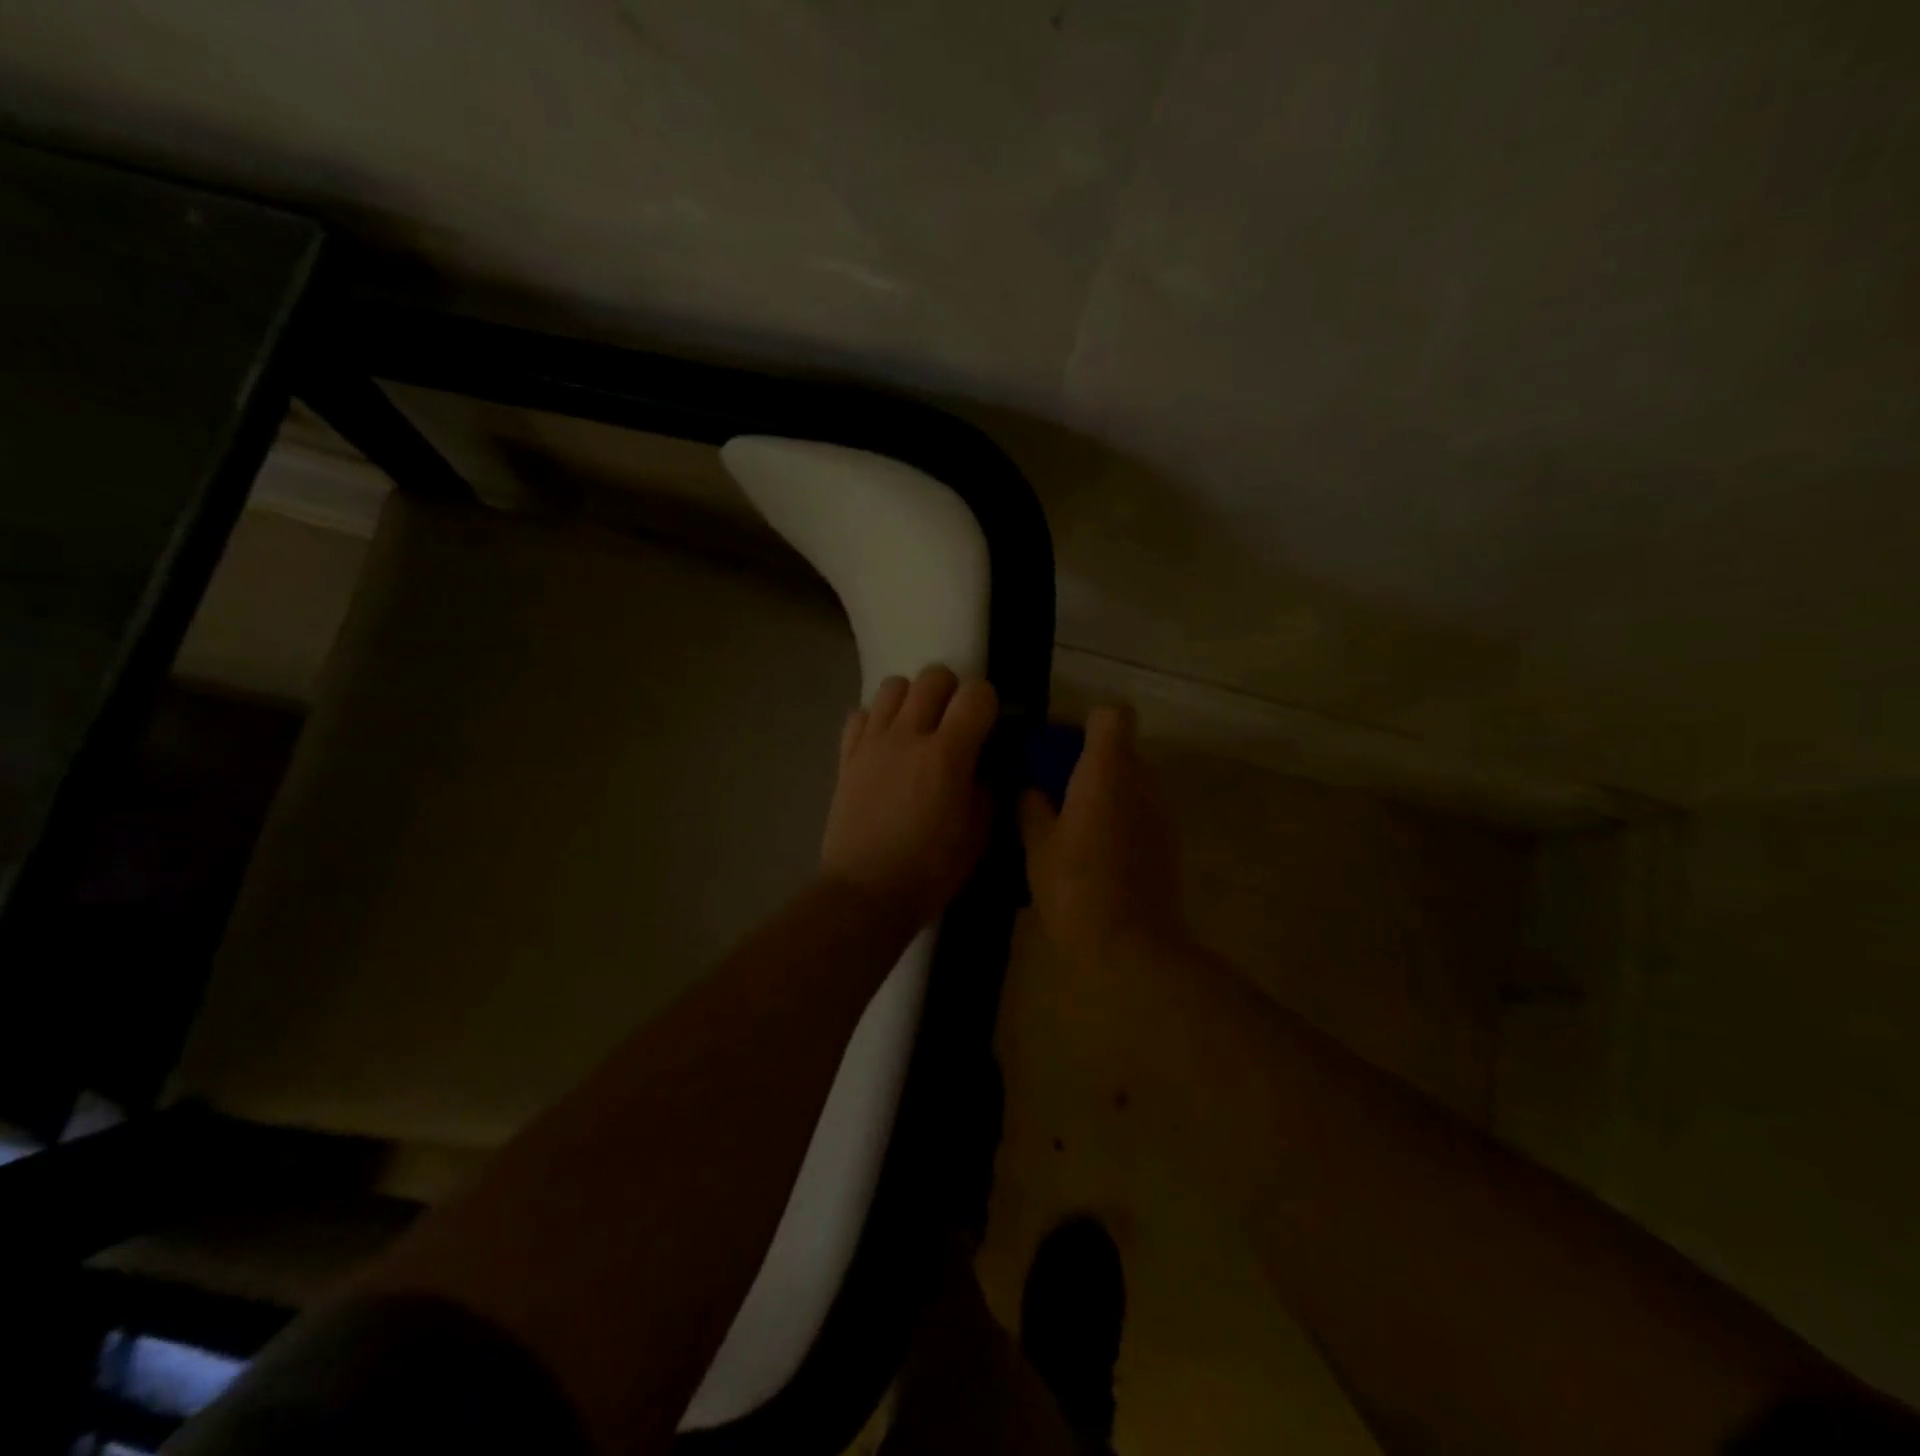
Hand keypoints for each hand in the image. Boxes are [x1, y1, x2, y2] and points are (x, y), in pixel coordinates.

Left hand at [821, 666, 998, 923]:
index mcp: (947, 755)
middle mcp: (908, 736)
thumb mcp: (977, 834)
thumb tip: (983, 764)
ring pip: (893, 685)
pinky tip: (885, 744)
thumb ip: (985, 788)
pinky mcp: (846, 756)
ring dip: (912, 698)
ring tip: (918, 728)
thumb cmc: (930, 871)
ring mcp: (872, 743)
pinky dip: (877, 719)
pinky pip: (861, 713)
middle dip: (951, 691)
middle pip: (933, 676)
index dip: (988, 702)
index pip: (976, 694)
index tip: (988, 724)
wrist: (865, 893)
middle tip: (954, 722)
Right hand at [1019, 704, 1185, 962]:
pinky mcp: (1165, 843)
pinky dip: (1116, 817)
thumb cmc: (1074, 887)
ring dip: (1101, 790)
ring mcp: (1159, 813)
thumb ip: (1031, 804)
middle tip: (1050, 789)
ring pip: (1129, 781)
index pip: (1112, 715)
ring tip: (1068, 824)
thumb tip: (1030, 787)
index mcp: (1107, 771)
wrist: (1129, 947)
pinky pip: (1137, 811)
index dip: (1085, 723)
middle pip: (1119, 748)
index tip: (1057, 749)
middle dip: (1085, 760)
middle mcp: (1141, 782)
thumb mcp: (1036, 843)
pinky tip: (1091, 851)